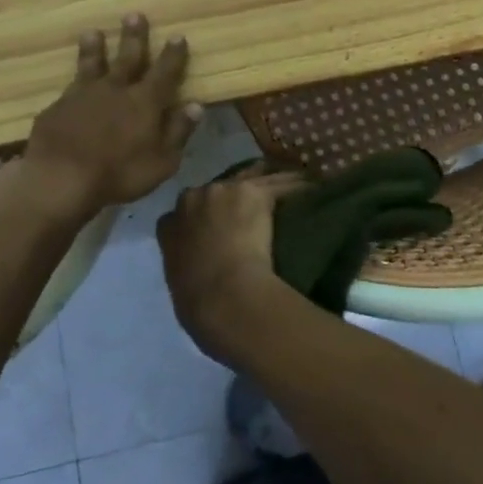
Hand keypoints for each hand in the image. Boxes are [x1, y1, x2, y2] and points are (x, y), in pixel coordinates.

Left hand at [19, 14, 201, 215]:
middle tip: (134, 15)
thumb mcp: (162, 161)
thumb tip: (196, 105)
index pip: (164, 72)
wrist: (61, 177)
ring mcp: (83, 96)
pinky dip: (73, 84)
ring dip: (94, 48)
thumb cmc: (119, 173)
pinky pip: (68, 90)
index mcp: (145, 102)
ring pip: (91, 65)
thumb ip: (178, 131)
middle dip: (133, 37)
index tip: (177, 36)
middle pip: (127, 57)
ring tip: (93, 32)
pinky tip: (70, 85)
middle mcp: (115, 90)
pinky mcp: (57, 108)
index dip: (173, 55)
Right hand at [158, 166, 307, 362]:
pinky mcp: (254, 191)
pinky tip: (312, 187)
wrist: (225, 298)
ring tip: (290, 187)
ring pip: (253, 177)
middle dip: (235, 194)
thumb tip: (203, 269)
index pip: (186, 210)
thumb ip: (188, 266)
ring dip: (269, 182)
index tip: (220, 224)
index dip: (206, 215)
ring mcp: (224, 190)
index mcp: (170, 226)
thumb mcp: (181, 286)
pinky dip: (297, 186)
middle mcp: (194, 199)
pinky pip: (281, 183)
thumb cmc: (200, 306)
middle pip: (220, 187)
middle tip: (255, 207)